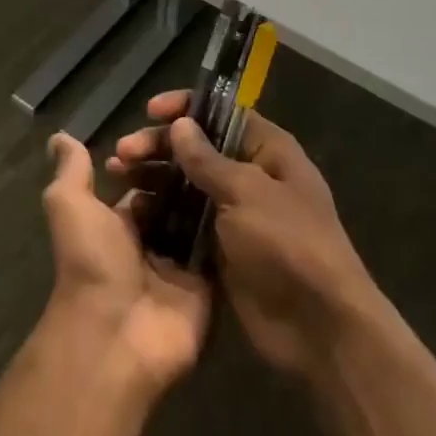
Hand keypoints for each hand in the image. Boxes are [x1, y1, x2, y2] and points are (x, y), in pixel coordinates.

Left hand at [41, 132, 212, 394]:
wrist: (118, 333)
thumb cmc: (92, 261)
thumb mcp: (71, 206)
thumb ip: (71, 171)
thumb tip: (58, 136)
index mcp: (120, 221)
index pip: (145, 181)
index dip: (157, 157)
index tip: (179, 129)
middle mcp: (152, 239)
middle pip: (177, 196)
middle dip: (190, 171)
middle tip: (214, 140)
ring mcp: (182, 262)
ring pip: (202, 217)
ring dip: (213, 191)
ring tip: (236, 156)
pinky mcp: (208, 282)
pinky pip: (223, 246)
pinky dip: (233, 223)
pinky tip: (247, 189)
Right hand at [109, 93, 380, 379]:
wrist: (318, 327)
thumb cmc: (288, 244)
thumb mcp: (247, 193)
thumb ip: (208, 160)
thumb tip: (180, 124)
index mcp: (268, 152)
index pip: (222, 115)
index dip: (186, 108)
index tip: (150, 111)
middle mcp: (250, 177)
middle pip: (198, 150)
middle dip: (159, 147)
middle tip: (121, 154)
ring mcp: (234, 215)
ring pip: (186, 186)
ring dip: (153, 179)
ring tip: (117, 177)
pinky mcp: (220, 250)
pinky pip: (184, 223)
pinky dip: (159, 215)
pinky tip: (129, 212)